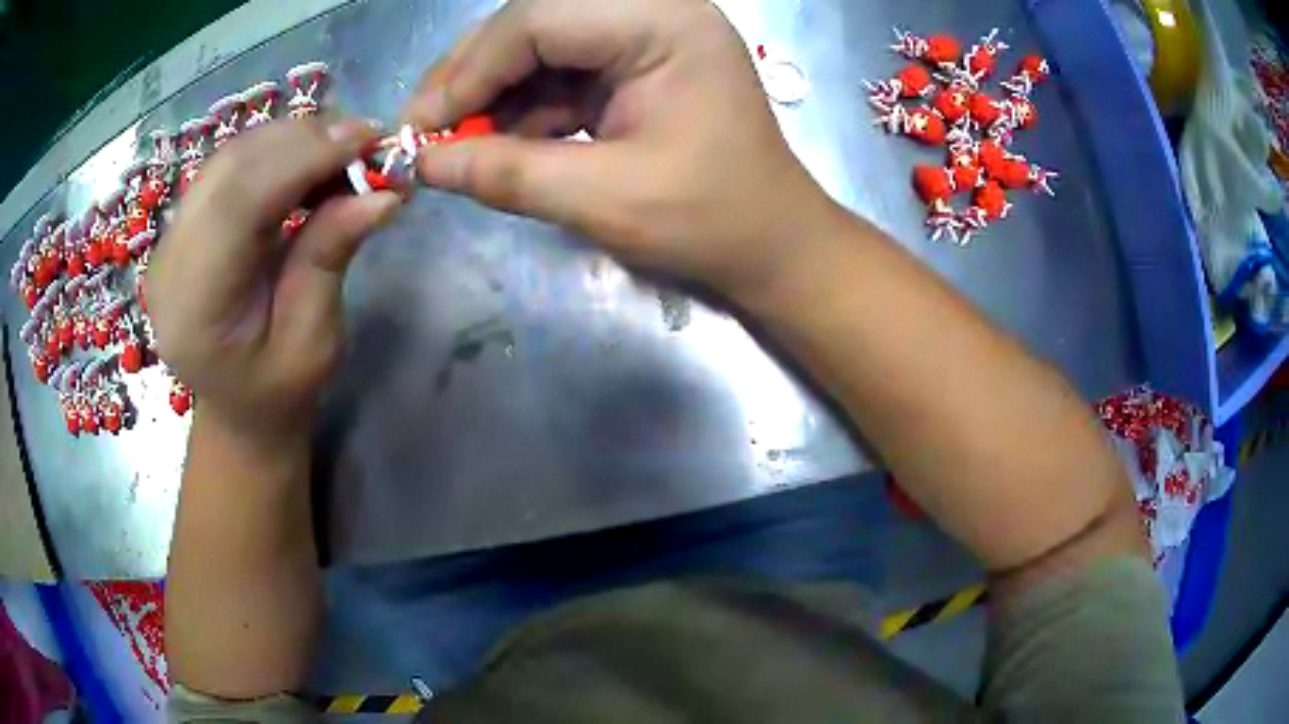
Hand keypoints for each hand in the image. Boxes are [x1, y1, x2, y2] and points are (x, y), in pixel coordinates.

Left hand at [145, 118, 400, 438]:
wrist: (237, 407)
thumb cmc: (277, 391)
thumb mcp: (314, 342)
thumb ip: (330, 259)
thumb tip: (382, 193)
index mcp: (194, 310)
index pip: (237, 205)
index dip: (301, 158)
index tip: (366, 140)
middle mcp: (169, 264)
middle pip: (229, 169)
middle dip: (302, 140)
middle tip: (364, 140)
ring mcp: (170, 239)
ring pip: (229, 157)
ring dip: (291, 138)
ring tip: (343, 149)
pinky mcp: (182, 224)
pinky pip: (228, 166)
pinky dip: (275, 150)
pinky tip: (309, 159)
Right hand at [403, 0, 843, 297]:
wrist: (772, 245)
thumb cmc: (712, 221)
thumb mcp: (607, 200)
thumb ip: (509, 175)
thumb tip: (426, 165)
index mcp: (664, 23)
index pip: (540, 17)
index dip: (472, 68)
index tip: (425, 126)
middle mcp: (653, 13)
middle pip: (535, 22)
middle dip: (474, 76)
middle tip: (426, 129)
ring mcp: (642, 39)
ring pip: (539, 48)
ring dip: (490, 95)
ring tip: (451, 143)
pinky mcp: (631, 68)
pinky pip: (557, 75)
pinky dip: (520, 109)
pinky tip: (496, 145)